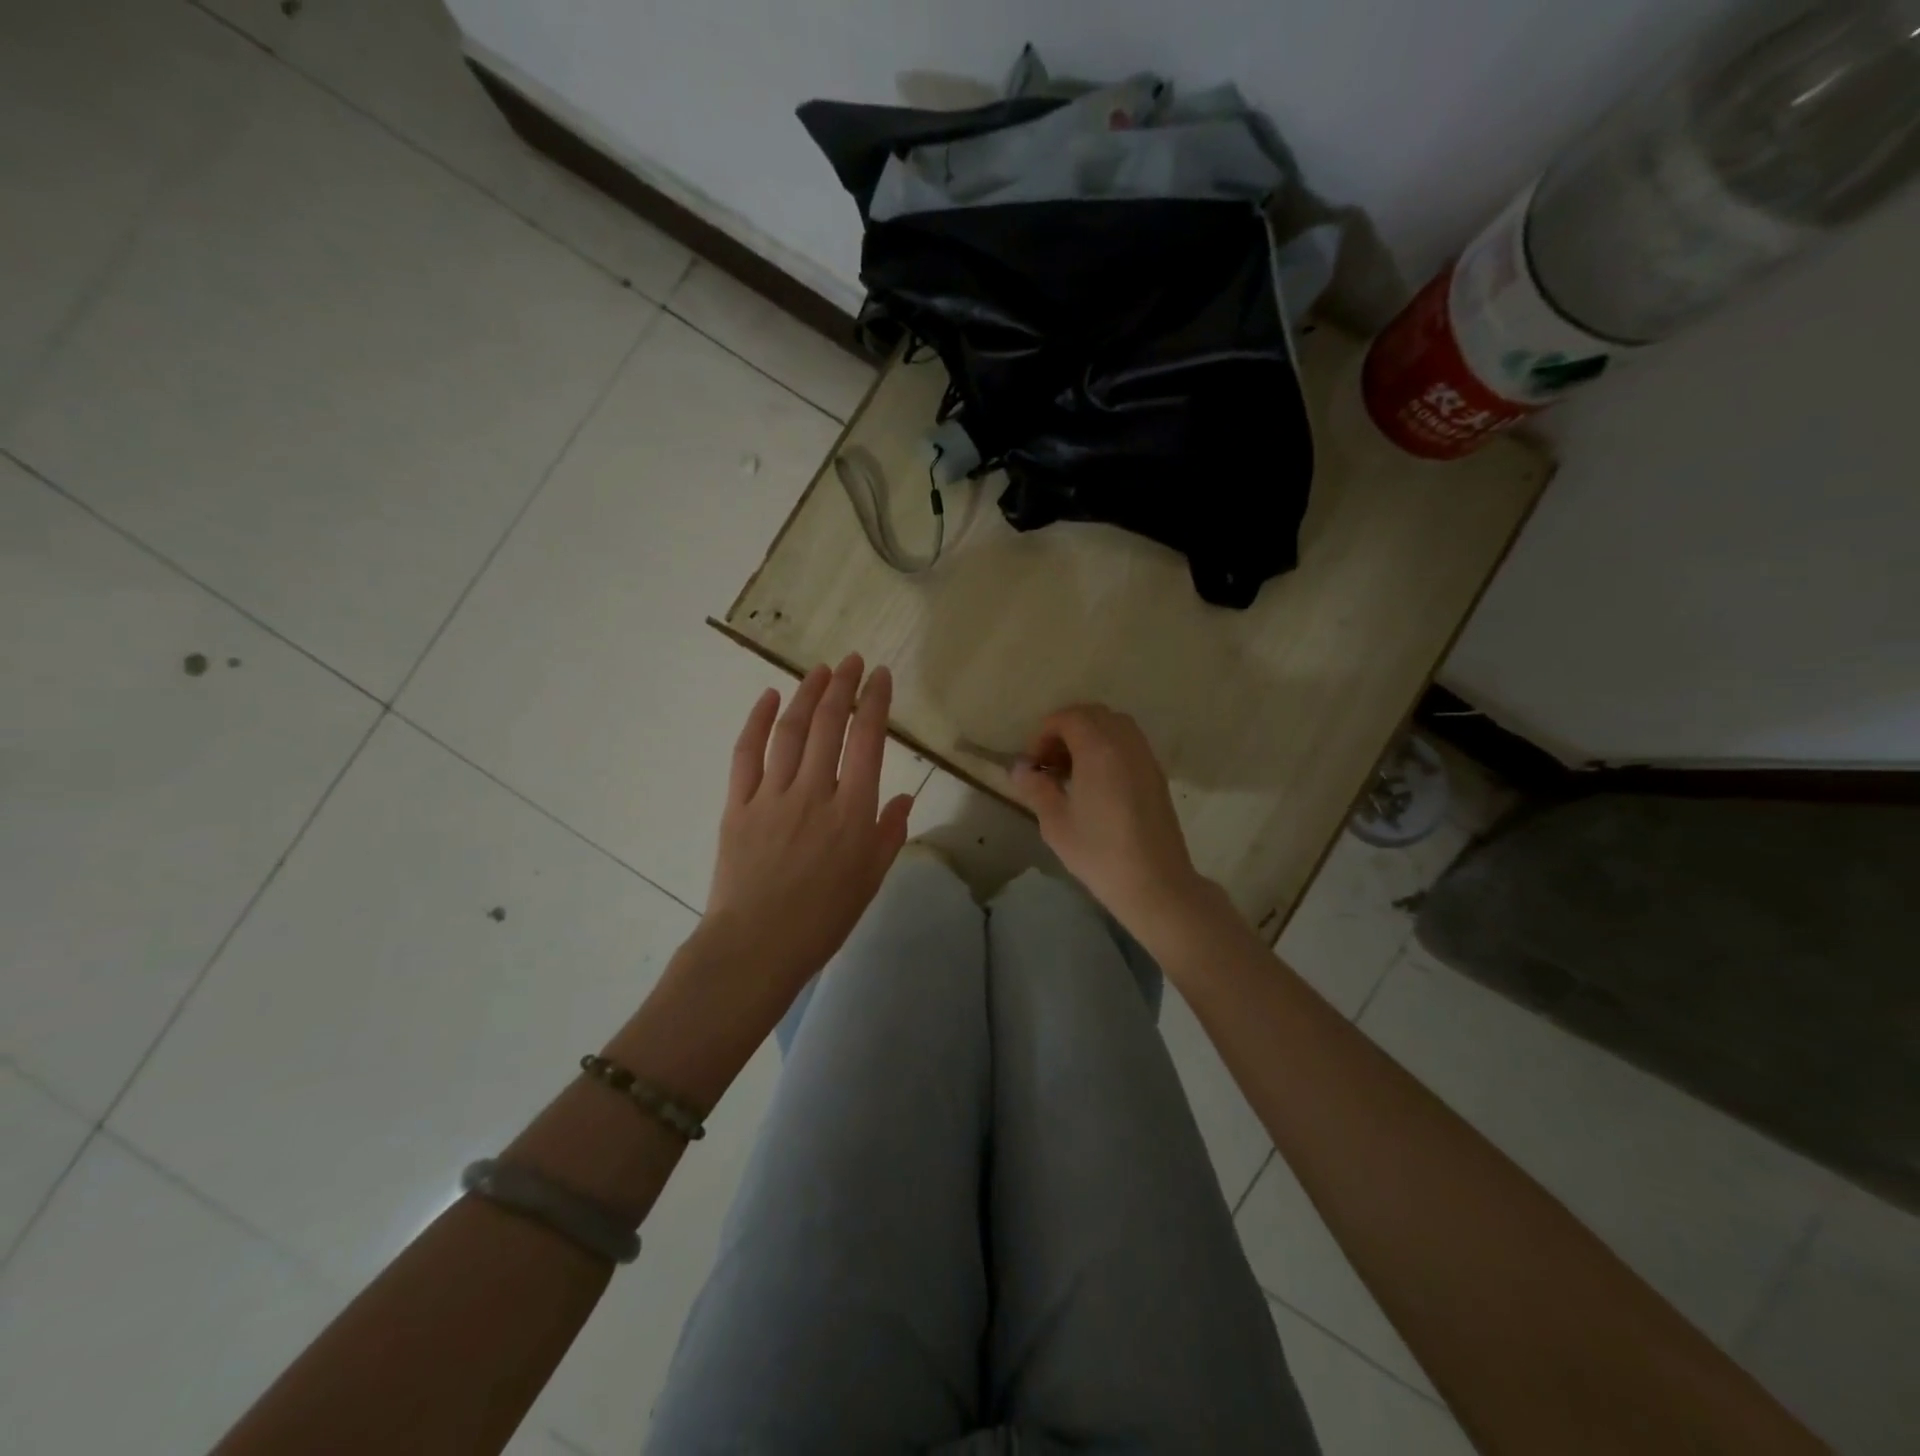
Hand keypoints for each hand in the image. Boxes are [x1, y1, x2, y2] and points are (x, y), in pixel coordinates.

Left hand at [701, 655, 913, 1015]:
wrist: (756, 946)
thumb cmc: (823, 919)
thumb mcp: (870, 880)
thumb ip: (888, 834)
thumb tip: (900, 798)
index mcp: (853, 812)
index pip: (868, 741)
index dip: (875, 702)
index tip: (880, 676)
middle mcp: (814, 793)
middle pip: (828, 725)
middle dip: (842, 686)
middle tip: (851, 661)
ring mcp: (772, 795)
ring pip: (790, 731)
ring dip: (805, 695)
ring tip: (819, 671)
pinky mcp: (738, 804)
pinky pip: (746, 754)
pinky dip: (756, 721)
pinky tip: (768, 698)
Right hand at [1007, 704, 1216, 941]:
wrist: (1155, 882)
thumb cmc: (1099, 852)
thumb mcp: (1055, 822)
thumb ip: (1036, 788)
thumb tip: (1020, 768)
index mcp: (1098, 749)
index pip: (1068, 718)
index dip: (1044, 733)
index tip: (1033, 764)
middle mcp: (1125, 743)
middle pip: (1093, 715)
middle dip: (1066, 729)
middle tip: (1049, 762)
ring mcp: (1145, 757)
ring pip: (1115, 725)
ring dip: (1089, 736)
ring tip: (1071, 770)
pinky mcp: (1156, 774)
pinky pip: (1129, 743)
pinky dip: (1108, 747)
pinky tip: (1096, 782)